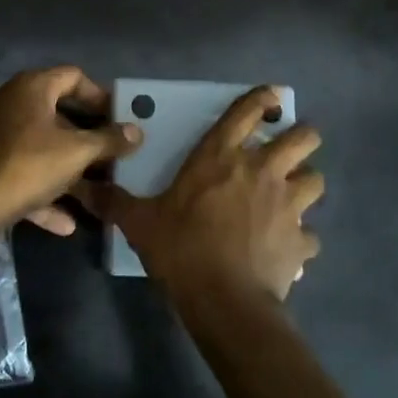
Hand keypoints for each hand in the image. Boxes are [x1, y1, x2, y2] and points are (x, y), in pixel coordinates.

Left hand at [0, 66, 141, 234]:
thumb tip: (136, 131)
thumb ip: (109, 140)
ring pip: (40, 145)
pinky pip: (23, 170)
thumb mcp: (77, 153)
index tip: (118, 118)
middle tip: (110, 151)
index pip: (73, 76)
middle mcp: (9, 102)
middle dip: (86, 135)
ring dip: (68, 167)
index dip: (99, 95)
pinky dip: (44, 190)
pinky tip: (66, 221)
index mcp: (30, 87)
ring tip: (95, 187)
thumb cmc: (28, 166)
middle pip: (57, 111)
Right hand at [95, 86, 321, 301]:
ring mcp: (288, 204)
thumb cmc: (181, 249)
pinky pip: (311, 235)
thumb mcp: (140, 223)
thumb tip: (81, 187)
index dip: (263, 99)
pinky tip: (290, 247)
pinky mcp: (301, 239)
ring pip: (316, 179)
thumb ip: (114, 202)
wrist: (224, 299)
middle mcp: (262, 170)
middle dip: (302, 137)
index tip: (271, 97)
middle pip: (304, 137)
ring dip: (306, 184)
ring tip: (292, 195)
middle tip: (288, 149)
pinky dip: (303, 238)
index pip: (248, 112)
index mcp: (221, 157)